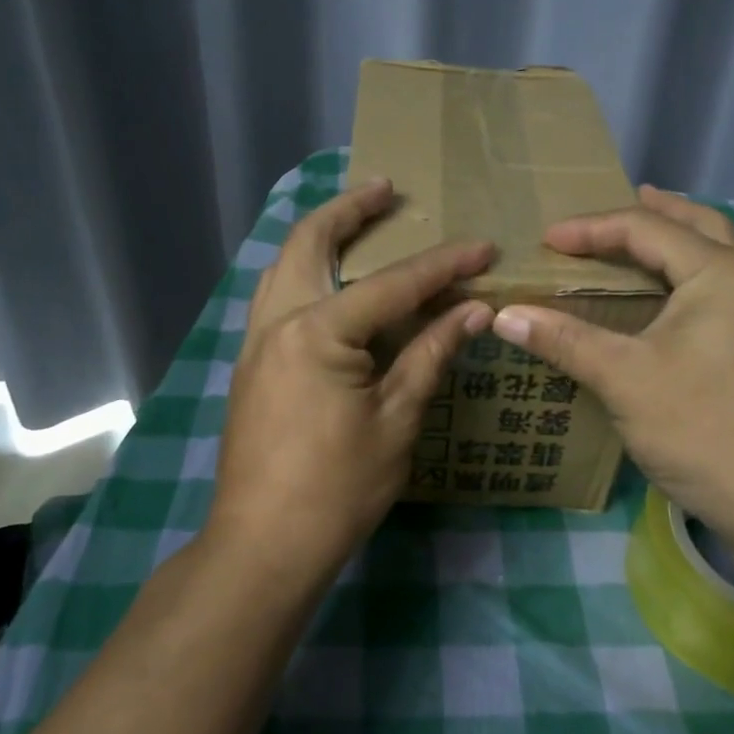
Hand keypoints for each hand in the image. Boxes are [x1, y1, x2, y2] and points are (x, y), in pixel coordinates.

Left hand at [207, 179, 494, 586]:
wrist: (263, 544)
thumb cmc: (337, 488)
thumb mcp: (396, 419)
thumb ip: (430, 353)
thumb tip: (472, 310)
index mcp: (316, 331)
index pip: (392, 284)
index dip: (442, 265)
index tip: (482, 247)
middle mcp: (277, 322)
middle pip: (308, 243)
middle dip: (348, 210)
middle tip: (385, 189)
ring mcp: (255, 343)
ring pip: (282, 265)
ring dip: (318, 235)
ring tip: (355, 221)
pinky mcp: (251, 366)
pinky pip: (275, 296)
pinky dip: (302, 271)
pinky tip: (328, 282)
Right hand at [491, 186, 733, 567]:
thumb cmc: (701, 427)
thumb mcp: (623, 378)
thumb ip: (564, 339)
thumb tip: (501, 315)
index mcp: (722, 273)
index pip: (646, 229)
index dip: (590, 229)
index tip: (545, 240)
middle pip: (699, 226)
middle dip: (653, 213)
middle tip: (611, 211)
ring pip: (716, 257)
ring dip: (676, 242)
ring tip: (637, 242)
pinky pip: (720, 290)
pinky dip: (686, 277)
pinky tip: (663, 301)